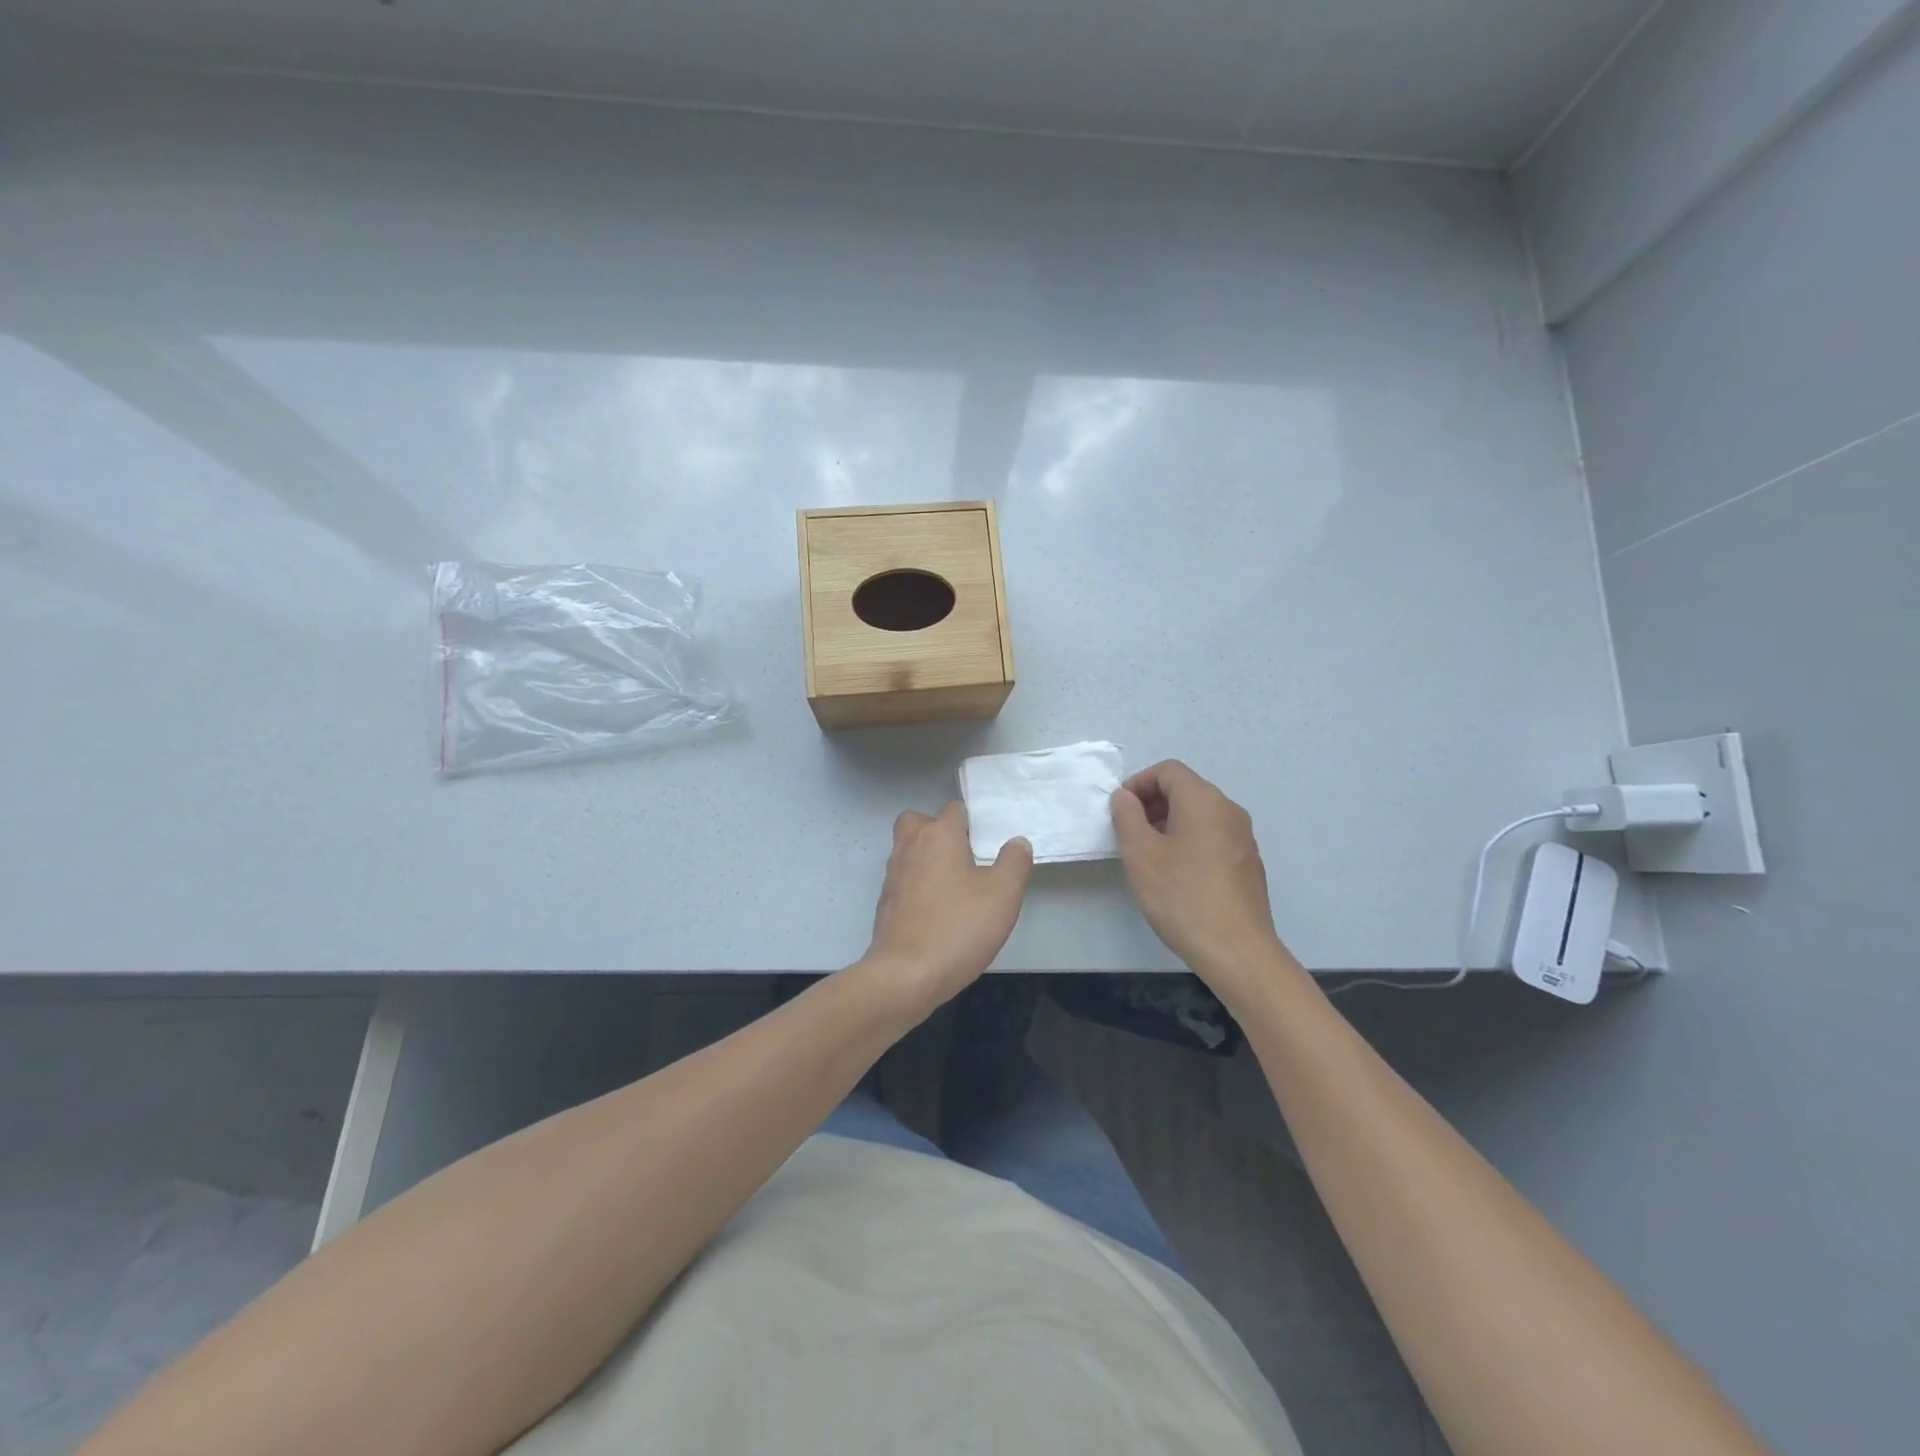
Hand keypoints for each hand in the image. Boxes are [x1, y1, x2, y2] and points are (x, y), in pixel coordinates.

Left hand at [861, 802, 1032, 1020]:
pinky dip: (917, 885)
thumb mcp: (1003, 894)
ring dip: (927, 858)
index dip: (972, 821)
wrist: (905, 975)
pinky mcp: (885, 903)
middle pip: (918, 821)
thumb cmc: (958, 928)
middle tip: (963, 855)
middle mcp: (910, 847)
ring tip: (954, 884)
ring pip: (908, 850)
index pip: (954, 809)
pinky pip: (903, 880)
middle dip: (938, 830)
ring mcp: (892, 875)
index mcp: (938, 835)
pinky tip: (937, 909)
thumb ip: (1014, 862)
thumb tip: (1017, 842)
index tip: (988, 842)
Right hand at [1110, 761, 1290, 995]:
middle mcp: (1229, 811)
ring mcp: (1243, 838)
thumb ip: (1127, 816)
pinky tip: (1175, 876)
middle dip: (1152, 803)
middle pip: (1186, 789)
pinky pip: (1212, 837)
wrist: (1237, 951)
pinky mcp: (1248, 863)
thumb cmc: (1182, 897)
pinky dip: (1188, 841)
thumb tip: (1125, 797)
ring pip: (1199, 815)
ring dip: (1168, 823)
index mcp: (1204, 800)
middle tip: (1128, 833)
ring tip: (1148, 856)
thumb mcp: (1140, 854)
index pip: (1168, 771)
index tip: (1119, 811)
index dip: (1138, 783)